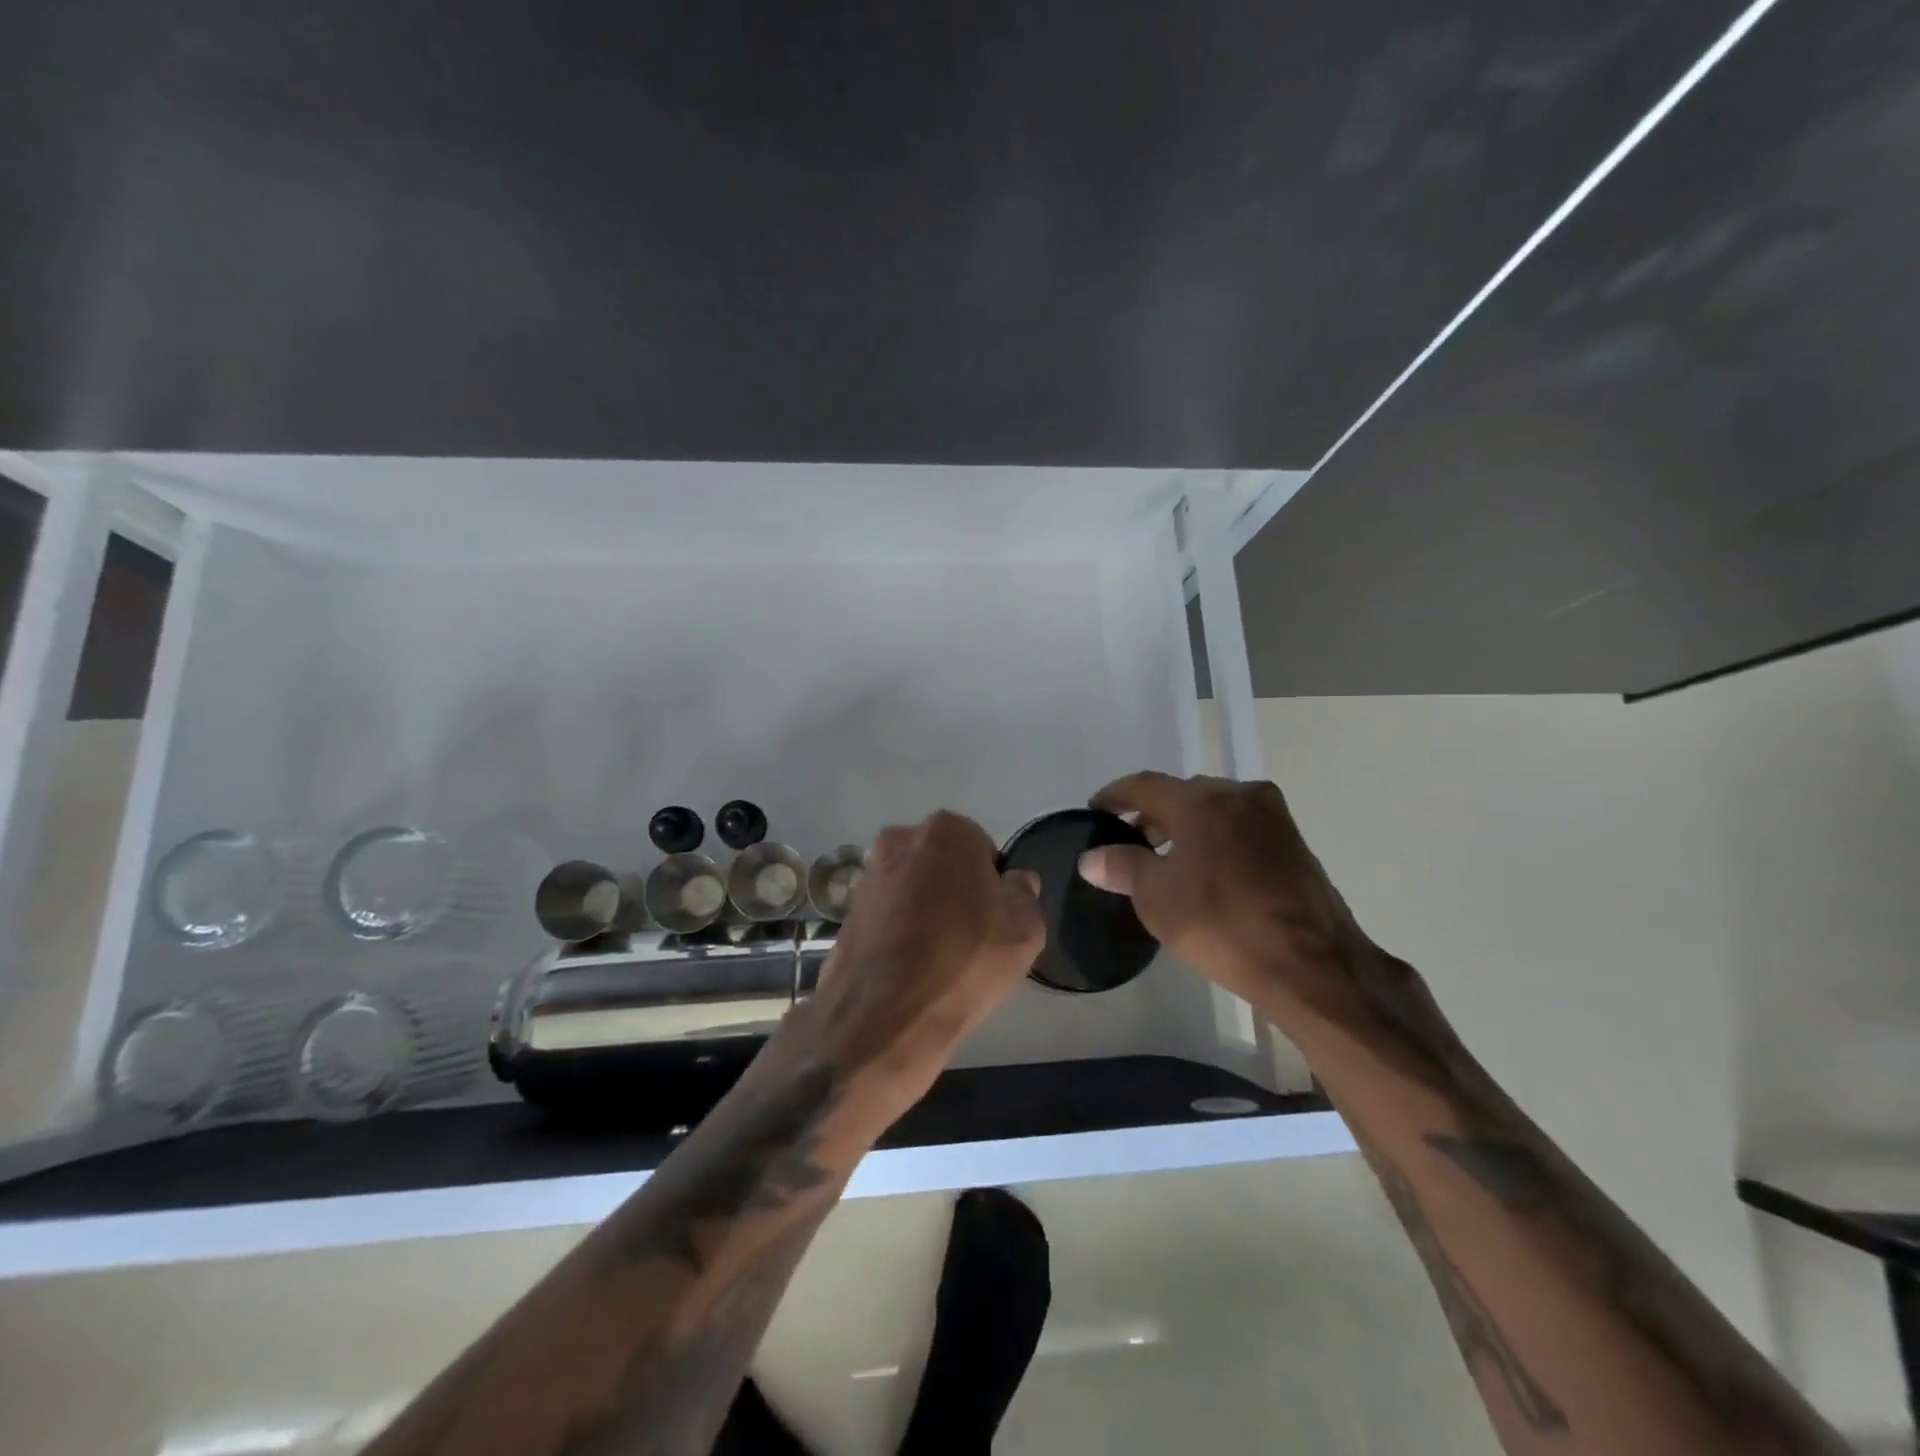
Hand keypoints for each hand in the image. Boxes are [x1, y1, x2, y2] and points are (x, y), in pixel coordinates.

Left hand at [789, 810, 1043, 1120]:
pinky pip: (887, 912)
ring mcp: (869, 874)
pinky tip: (909, 966)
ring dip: (925, 908)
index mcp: (946, 832)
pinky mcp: (847, 909)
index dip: (992, 886)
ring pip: (913, 887)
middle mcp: (901, 840)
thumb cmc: (963, 963)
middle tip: (969, 937)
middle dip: (955, 890)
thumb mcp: (1024, 933)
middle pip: (943, 864)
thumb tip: (1016, 881)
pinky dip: (899, 929)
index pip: (982, 850)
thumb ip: (1025, 896)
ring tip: (937, 957)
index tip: (994, 920)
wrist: (882, 1017)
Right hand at [1079, 772, 1374, 1022]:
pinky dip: (1216, 839)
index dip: (1115, 796)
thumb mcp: (1157, 897)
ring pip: (1215, 810)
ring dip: (1186, 826)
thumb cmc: (1222, 924)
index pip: (1145, 785)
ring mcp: (1273, 817)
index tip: (1095, 810)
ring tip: (1165, 858)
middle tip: (1130, 839)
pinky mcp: (1294, 843)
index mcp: (1202, 800)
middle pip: (1183, 794)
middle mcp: (1240, 795)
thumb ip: (1121, 867)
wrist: (1311, 965)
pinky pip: (1241, 828)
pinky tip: (1206, 871)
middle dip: (1153, 813)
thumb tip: (1091, 857)